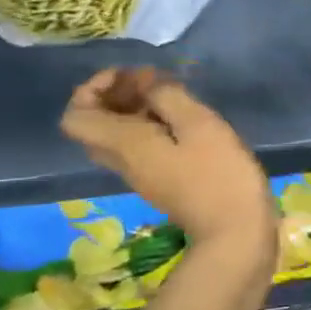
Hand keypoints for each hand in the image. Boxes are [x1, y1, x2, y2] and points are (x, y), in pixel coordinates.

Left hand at [61, 68, 275, 265]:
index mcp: (124, 144)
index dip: (91, 88)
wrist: (235, 233)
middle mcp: (124, 161)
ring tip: (172, 92)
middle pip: (95, 125)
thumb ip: (168, 96)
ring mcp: (143, 175)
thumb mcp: (198, 124)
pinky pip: (140, 147)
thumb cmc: (218, 174)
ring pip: (118, 136)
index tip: (128, 75)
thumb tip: (150, 86)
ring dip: (135, 109)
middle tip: (151, 79)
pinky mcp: (162, 182)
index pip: (75, 117)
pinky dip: (151, 125)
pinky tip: (184, 118)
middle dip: (115, 94)